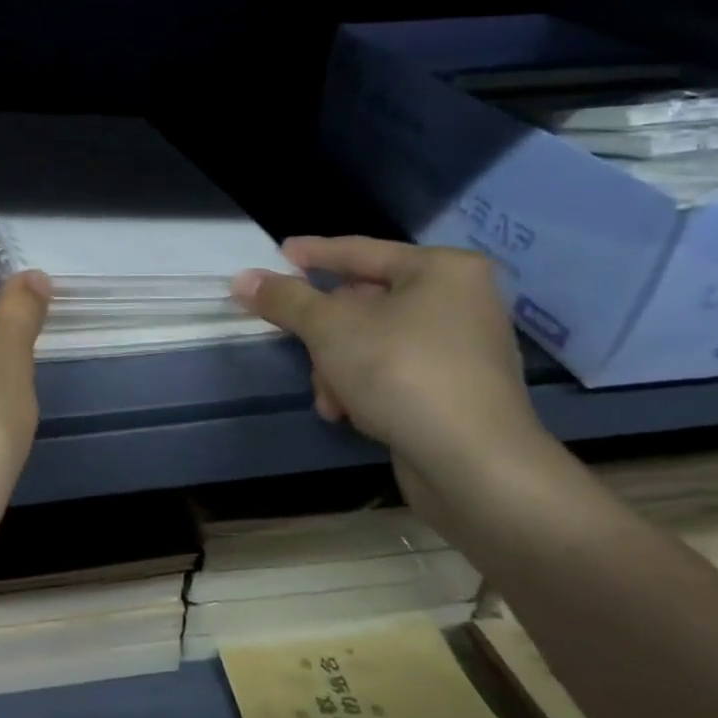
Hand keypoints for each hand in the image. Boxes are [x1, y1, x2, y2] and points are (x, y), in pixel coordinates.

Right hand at [232, 236, 544, 526]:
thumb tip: (242, 279)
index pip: (361, 251)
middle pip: (365, 301)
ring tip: (327, 396)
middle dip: (323, 331)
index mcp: (442, 270)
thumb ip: (285, 299)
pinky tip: (347, 413)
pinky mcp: (458, 391)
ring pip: (373, 341)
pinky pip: (393, 371)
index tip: (277, 254)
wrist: (475, 466)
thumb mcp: (329, 328)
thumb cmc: (402, 373)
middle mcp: (460, 301)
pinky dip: (364, 386)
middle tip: (292, 338)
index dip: (313, 253)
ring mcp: (463, 348)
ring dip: (337, 366)